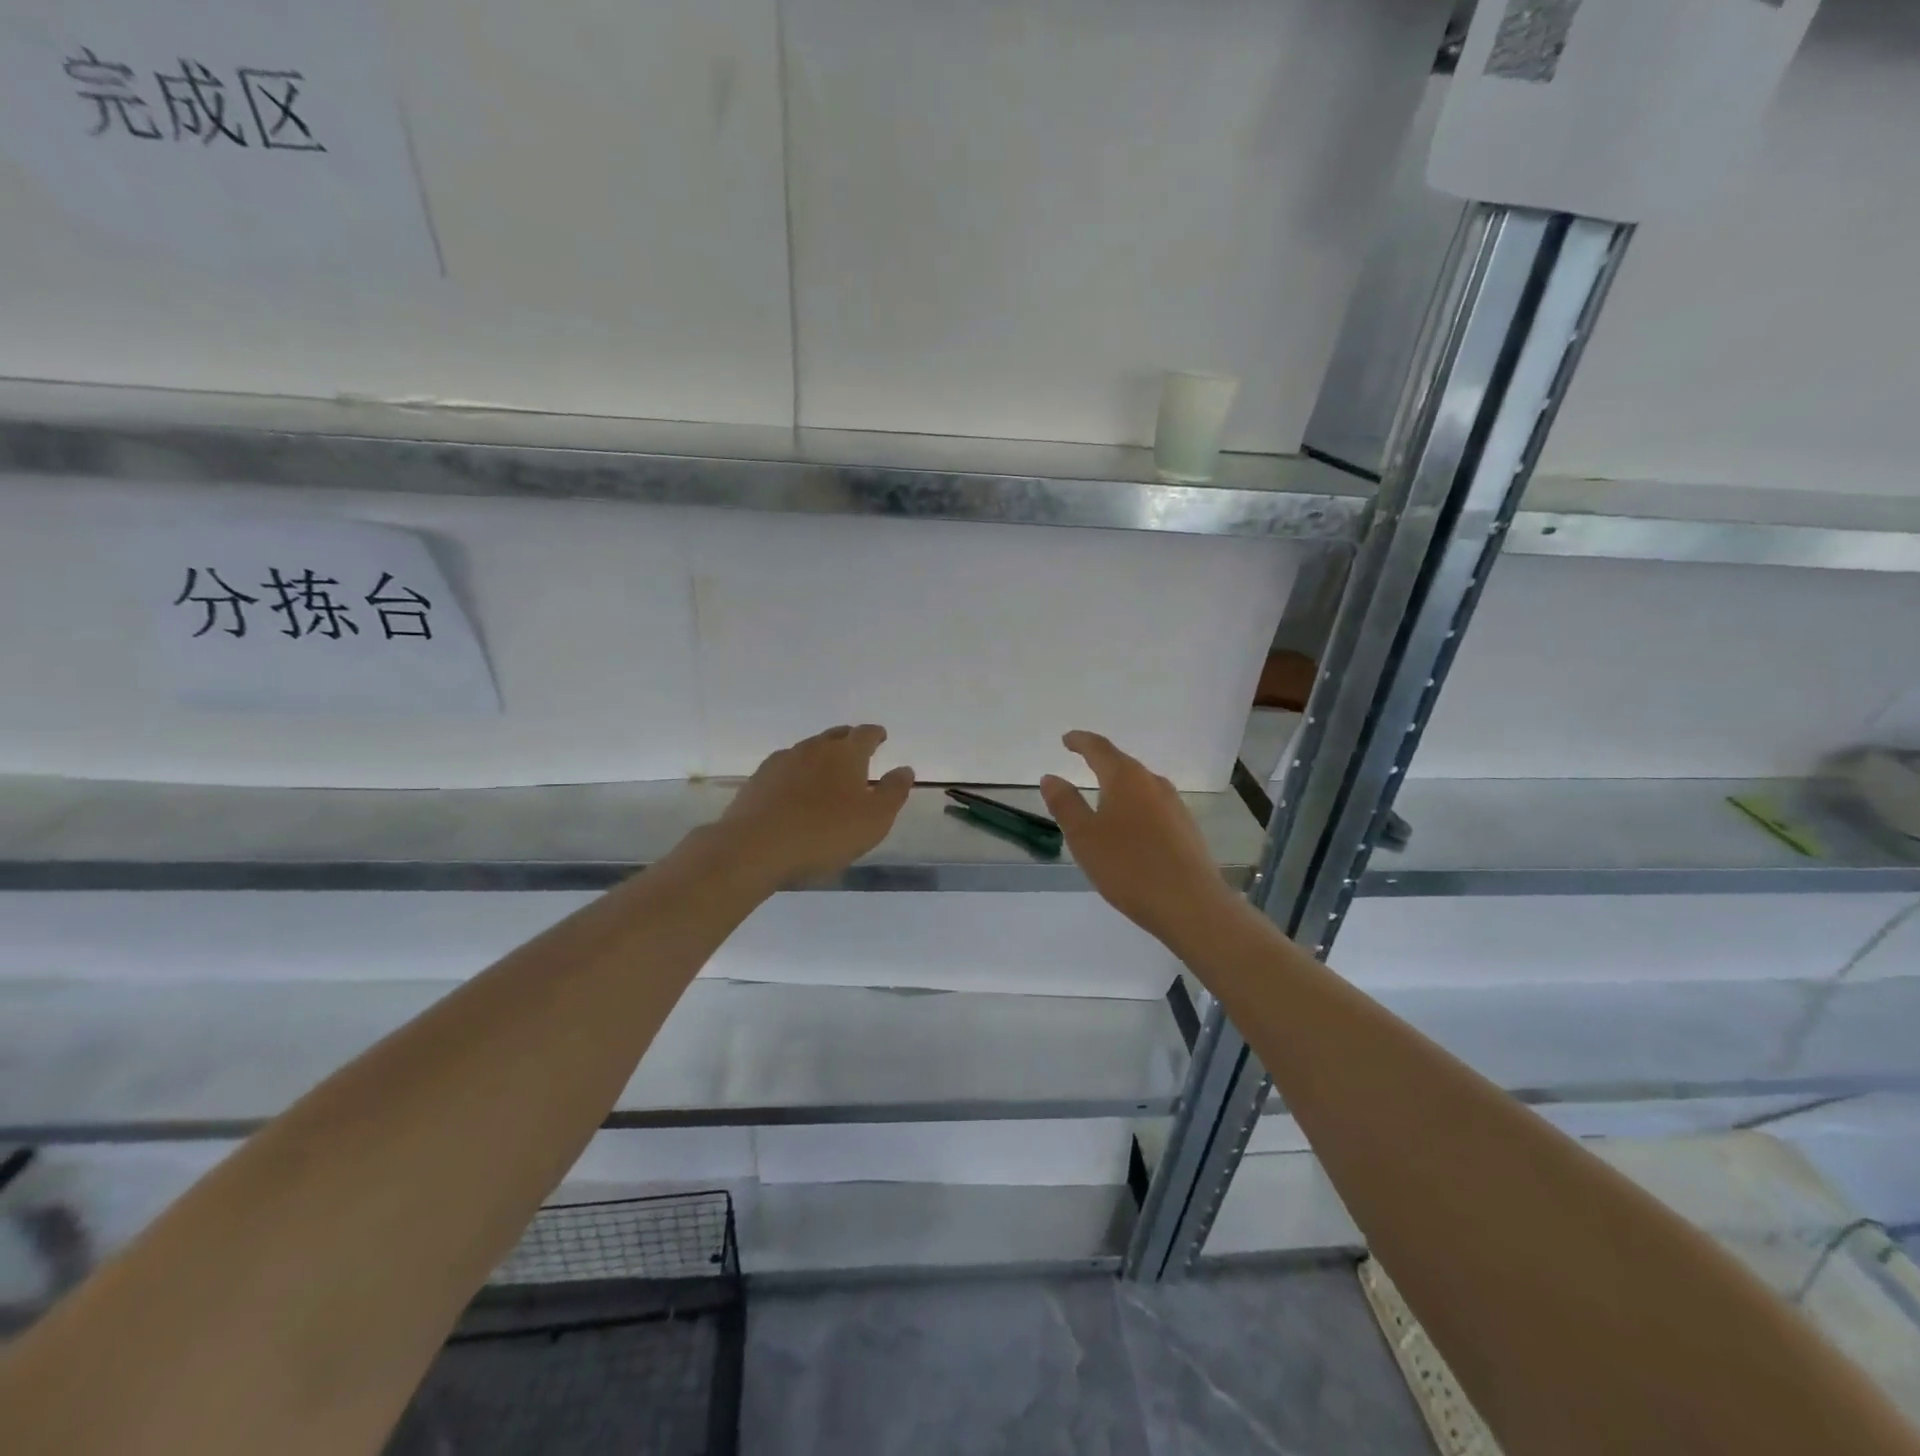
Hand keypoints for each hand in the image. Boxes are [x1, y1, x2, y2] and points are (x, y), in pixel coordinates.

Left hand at [714, 724, 914, 886]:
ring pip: (808, 750)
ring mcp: (782, 762)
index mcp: (846, 753)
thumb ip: (893, 792)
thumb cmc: (824, 833)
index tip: (881, 737)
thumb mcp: (874, 819)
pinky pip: (785, 768)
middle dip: (848, 740)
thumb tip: (904, 769)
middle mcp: (813, 748)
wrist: (755, 846)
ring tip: (826, 773)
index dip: (875, 735)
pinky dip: (796, 774)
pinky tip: (795, 791)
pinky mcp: (758, 780)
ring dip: (820, 757)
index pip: (865, 734)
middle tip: (856, 751)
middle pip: (835, 736)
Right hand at [1041, 730, 1237, 942]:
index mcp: (1126, 778)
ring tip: (1102, 799)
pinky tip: (1130, 830)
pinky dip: (1135, 809)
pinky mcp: (1187, 829)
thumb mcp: (1084, 837)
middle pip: (1123, 765)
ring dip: (1120, 788)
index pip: (1099, 749)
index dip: (1081, 741)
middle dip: (1101, 763)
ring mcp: (1175, 806)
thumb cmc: (1128, 866)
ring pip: (1141, 788)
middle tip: (1082, 763)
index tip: (1067, 739)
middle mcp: (1154, 783)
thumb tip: (1051, 777)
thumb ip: (1065, 804)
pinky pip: (1153, 808)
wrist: (1190, 904)